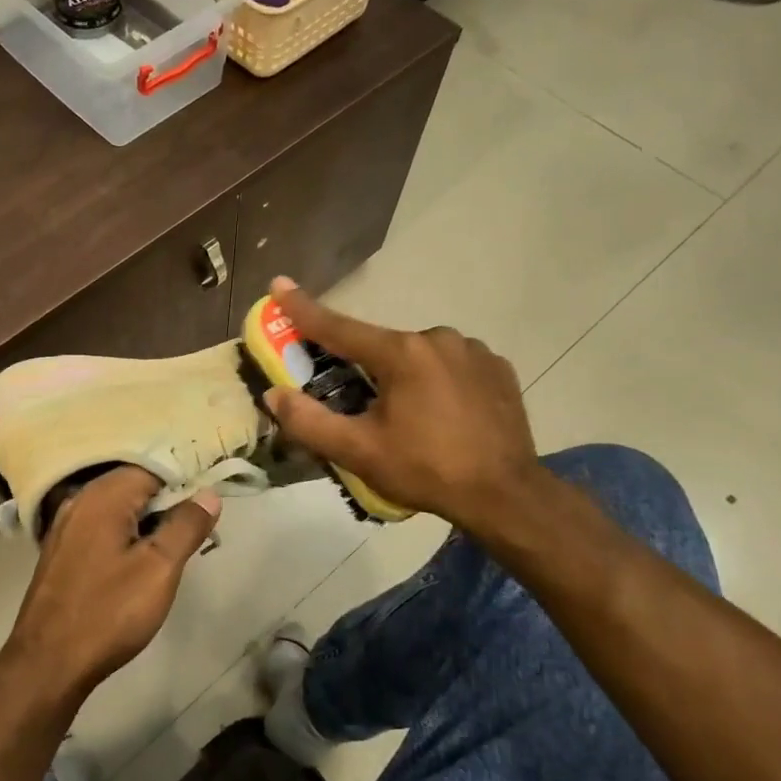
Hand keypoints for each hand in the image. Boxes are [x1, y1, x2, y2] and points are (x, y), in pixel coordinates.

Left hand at [2, 467, 218, 703]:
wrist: (48, 662)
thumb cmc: (109, 611)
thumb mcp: (160, 568)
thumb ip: (186, 525)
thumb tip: (208, 493)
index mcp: (103, 495)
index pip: (153, 467)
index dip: (184, 482)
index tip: (207, 504)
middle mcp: (80, 500)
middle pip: (134, 485)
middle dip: (167, 502)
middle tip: (196, 529)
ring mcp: (65, 525)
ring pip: (117, 508)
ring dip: (147, 521)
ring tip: (173, 547)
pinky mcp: (60, 550)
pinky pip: (101, 527)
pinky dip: (124, 534)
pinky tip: (138, 561)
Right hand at [260, 278, 542, 534]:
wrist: (507, 496)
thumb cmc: (426, 470)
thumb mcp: (358, 452)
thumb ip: (309, 422)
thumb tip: (274, 395)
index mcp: (401, 353)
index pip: (339, 327)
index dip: (303, 308)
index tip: (278, 284)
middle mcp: (437, 338)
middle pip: (381, 346)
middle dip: (363, 367)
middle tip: (360, 404)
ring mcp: (473, 350)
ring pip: (418, 355)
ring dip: (403, 375)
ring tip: (408, 418)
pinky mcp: (498, 367)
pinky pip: (451, 364)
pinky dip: (436, 380)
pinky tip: (442, 412)